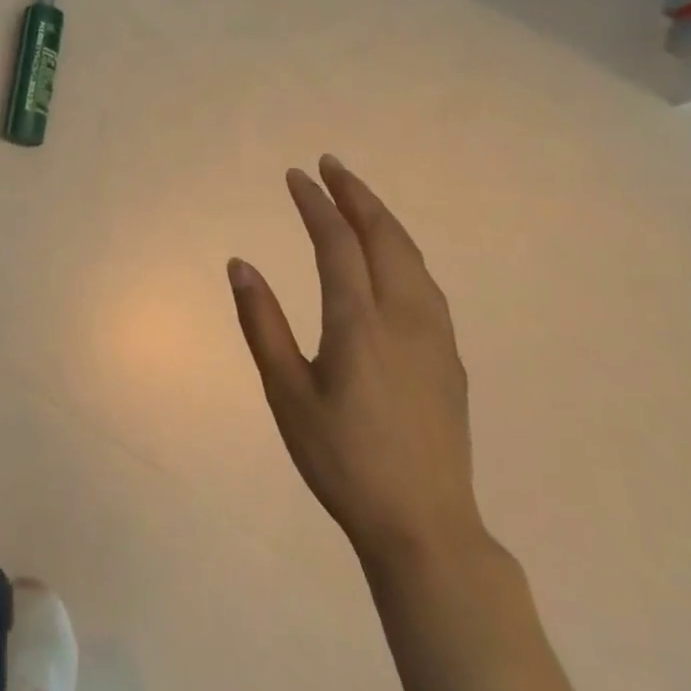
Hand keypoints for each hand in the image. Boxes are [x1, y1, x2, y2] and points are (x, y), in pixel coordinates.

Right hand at [228, 156, 481, 566]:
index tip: (296, 175)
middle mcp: (403, 317)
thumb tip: (240, 263)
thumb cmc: (341, 459)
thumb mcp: (286, 393)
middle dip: (356, 194)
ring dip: (383, 218)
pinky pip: (426, 282)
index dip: (316, 204)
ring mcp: (434, 337)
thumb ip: (262, 323)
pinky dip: (403, 250)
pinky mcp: (450, 357)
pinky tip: (392, 255)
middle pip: (384, 237)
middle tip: (330, 165)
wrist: (425, 526)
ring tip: (357, 196)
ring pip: (412, 257)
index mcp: (359, 324)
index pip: (337, 243)